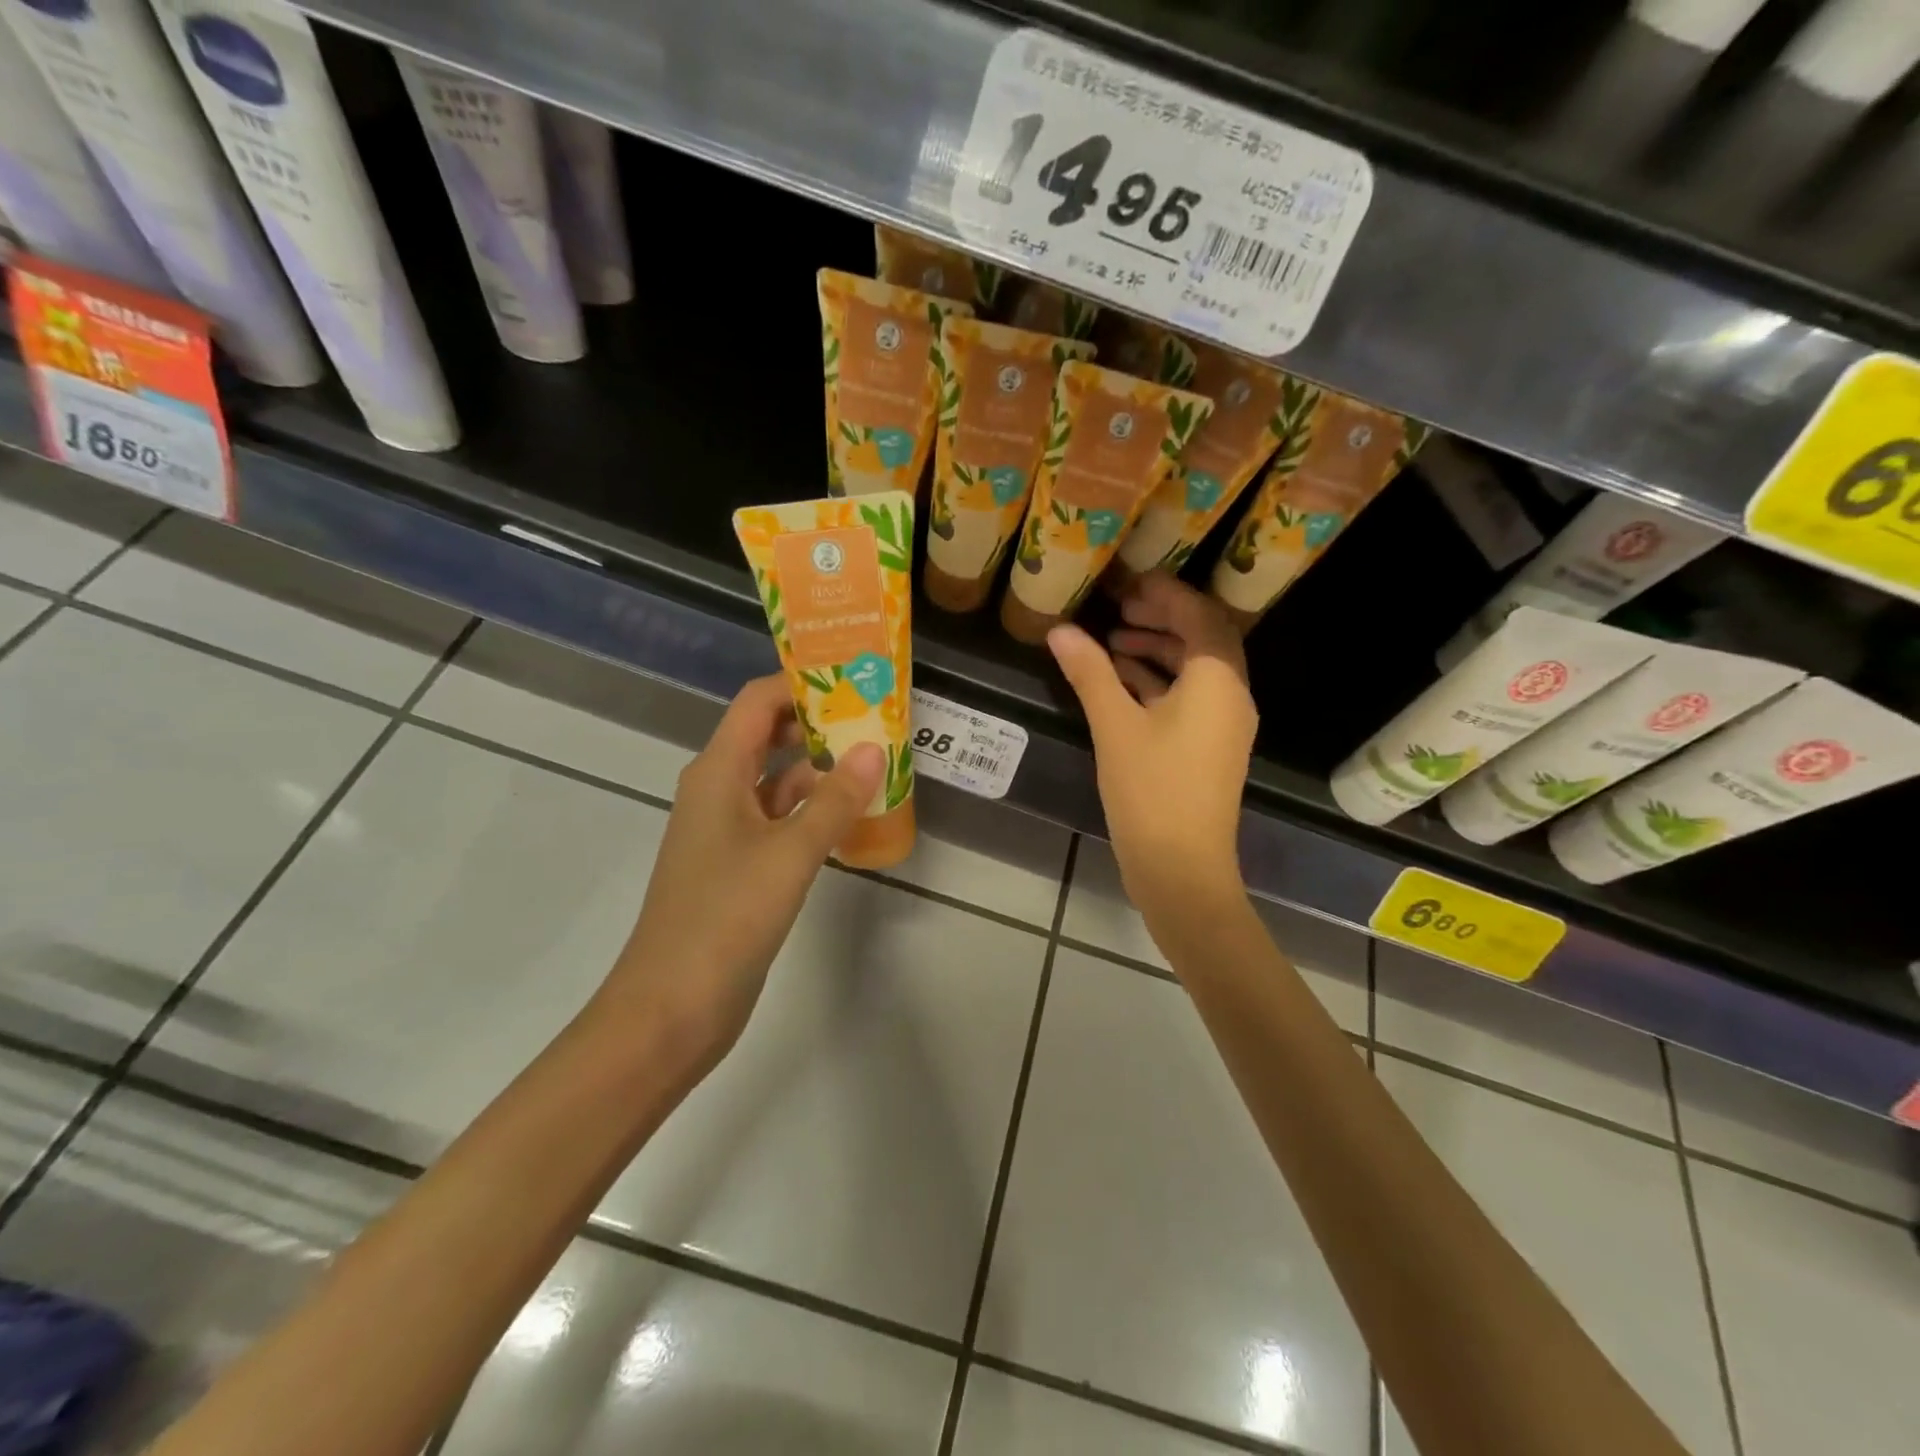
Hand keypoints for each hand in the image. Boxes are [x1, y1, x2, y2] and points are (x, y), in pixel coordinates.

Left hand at [597, 674, 883, 1074]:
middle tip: (877, 715)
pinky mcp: (739, 865)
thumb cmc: (725, 918)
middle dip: (819, 722)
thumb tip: (874, 747)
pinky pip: (780, 819)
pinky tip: (851, 815)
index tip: (854, 676)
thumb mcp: (790, 853)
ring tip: (876, 758)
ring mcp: (727, 830)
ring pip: (777, 779)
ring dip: (820, 768)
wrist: (671, 1008)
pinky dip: (813, 810)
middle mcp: (718, 790)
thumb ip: (835, 800)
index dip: (801, 682)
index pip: (758, 702)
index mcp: (717, 772)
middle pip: (768, 735)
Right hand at [1048, 572, 1256, 920]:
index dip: (1166, 593)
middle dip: (1162, 618)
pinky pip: (1189, 698)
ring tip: (1111, 641)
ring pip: (1195, 670)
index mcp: (1218, 681)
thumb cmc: (1152, 791)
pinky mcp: (1209, 748)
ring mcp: (1223, 725)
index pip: (1200, 615)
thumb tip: (1060, 630)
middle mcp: (1231, 696)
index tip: (1128, 582)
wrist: (1182, 869)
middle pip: (1202, 639)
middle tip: (1119, 606)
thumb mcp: (1115, 726)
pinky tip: (1121, 682)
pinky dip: (1158, 682)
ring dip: (1157, 650)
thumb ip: (1090, 673)